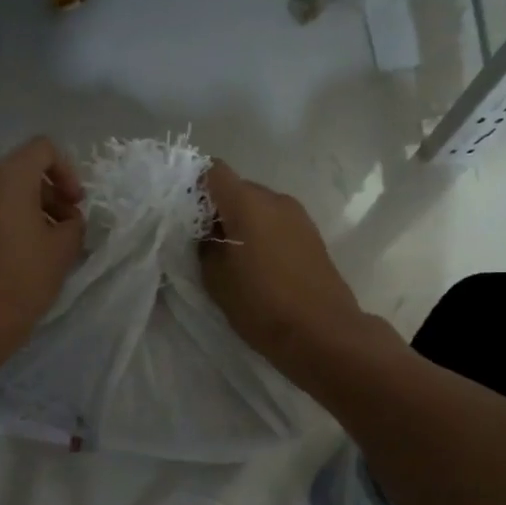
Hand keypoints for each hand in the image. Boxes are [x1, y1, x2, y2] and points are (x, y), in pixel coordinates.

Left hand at [0, 136, 85, 357]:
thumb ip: (73, 222)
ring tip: (46, 243)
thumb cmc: (22, 279)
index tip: (74, 205)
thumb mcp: (64, 249)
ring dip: (28, 208)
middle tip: (66, 227)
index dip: (67, 171)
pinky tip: (20, 252)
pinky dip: (6, 219)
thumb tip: (66, 219)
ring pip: (2, 191)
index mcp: (6, 177)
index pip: (43, 149)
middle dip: (49, 193)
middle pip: (21, 170)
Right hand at [199, 161, 371, 379]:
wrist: (322, 333)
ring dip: (242, 224)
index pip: (214, 171)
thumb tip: (207, 233)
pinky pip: (277, 224)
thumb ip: (204, 246)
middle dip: (218, 209)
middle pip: (238, 189)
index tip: (183, 212)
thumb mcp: (215, 278)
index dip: (195, 185)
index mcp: (247, 202)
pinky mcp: (312, 236)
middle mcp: (275, 199)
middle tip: (204, 242)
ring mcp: (298, 216)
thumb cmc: (261, 304)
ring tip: (232, 258)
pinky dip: (262, 235)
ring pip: (259, 207)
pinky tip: (258, 266)